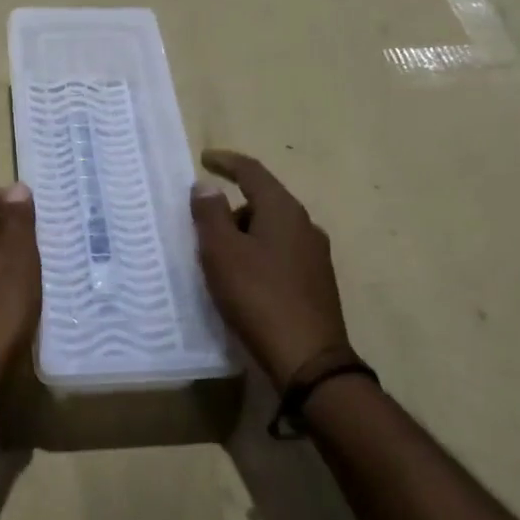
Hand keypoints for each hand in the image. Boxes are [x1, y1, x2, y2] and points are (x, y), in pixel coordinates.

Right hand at [191, 149, 350, 386]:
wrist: (308, 360)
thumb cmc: (258, 296)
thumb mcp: (222, 252)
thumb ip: (211, 214)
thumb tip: (207, 186)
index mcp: (283, 210)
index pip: (252, 172)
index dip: (226, 162)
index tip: (204, 159)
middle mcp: (305, 225)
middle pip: (262, 201)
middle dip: (231, 208)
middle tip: (202, 228)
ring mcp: (315, 256)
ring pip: (271, 231)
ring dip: (244, 235)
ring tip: (219, 261)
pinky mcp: (317, 283)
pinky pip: (280, 254)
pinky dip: (258, 256)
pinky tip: (244, 281)